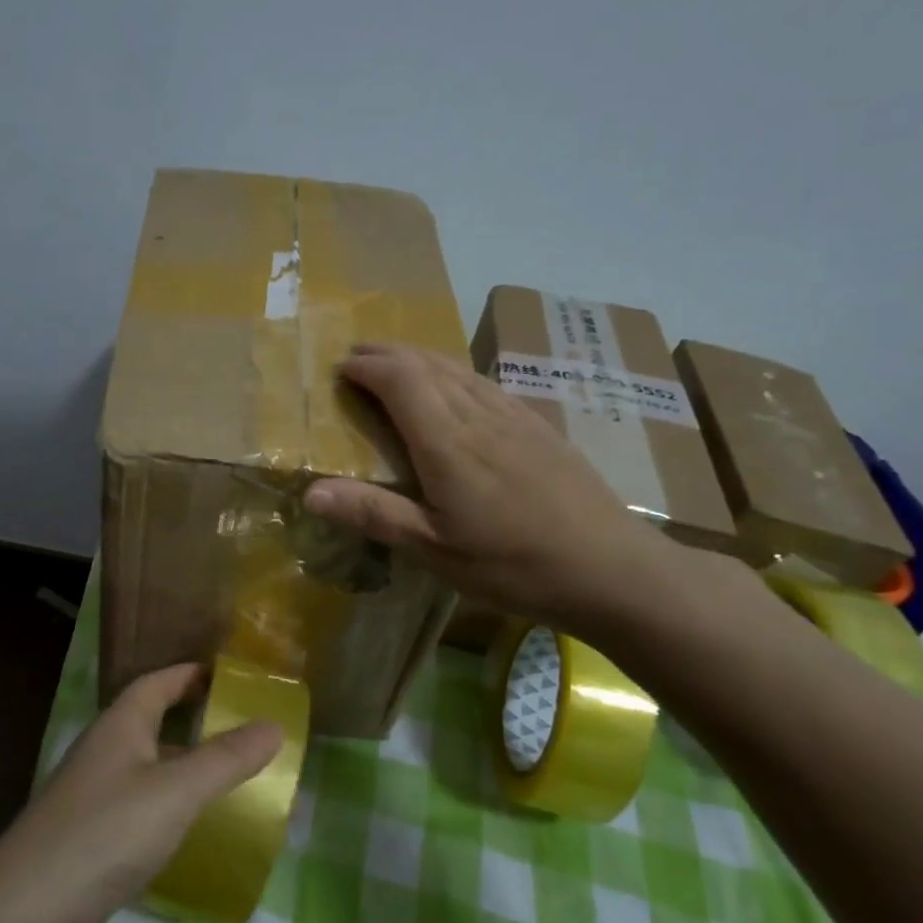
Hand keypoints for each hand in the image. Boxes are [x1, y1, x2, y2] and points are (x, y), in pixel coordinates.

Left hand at [0, 664, 280, 922]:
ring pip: (148, 771)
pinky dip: (171, 811)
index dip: (190, 674)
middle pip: (152, 723)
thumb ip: (226, 759)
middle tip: (244, 729)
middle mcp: (103, 755)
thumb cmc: (104, 836)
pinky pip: (141, 812)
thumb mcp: (175, 792)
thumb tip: (275, 724)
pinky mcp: (92, 845)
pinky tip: (195, 833)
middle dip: (195, 721)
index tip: (230, 676)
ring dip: (185, 769)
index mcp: (118, 727)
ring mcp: (93, 801)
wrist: (23, 921)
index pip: (156, 683)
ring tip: (233, 779)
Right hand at [304, 343, 680, 633]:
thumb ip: (373, 514)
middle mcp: (479, 416)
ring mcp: (515, 418)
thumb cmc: (513, 564)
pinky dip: (456, 373)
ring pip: (460, 370)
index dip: (368, 367)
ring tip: (397, 362)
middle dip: (388, 354)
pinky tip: (459, 387)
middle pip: (429, 365)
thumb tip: (310, 491)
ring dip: (422, 358)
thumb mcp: (435, 549)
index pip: (401, 381)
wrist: (612, 568)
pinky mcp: (540, 428)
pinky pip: (487, 384)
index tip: (340, 368)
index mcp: (447, 442)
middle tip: (358, 356)